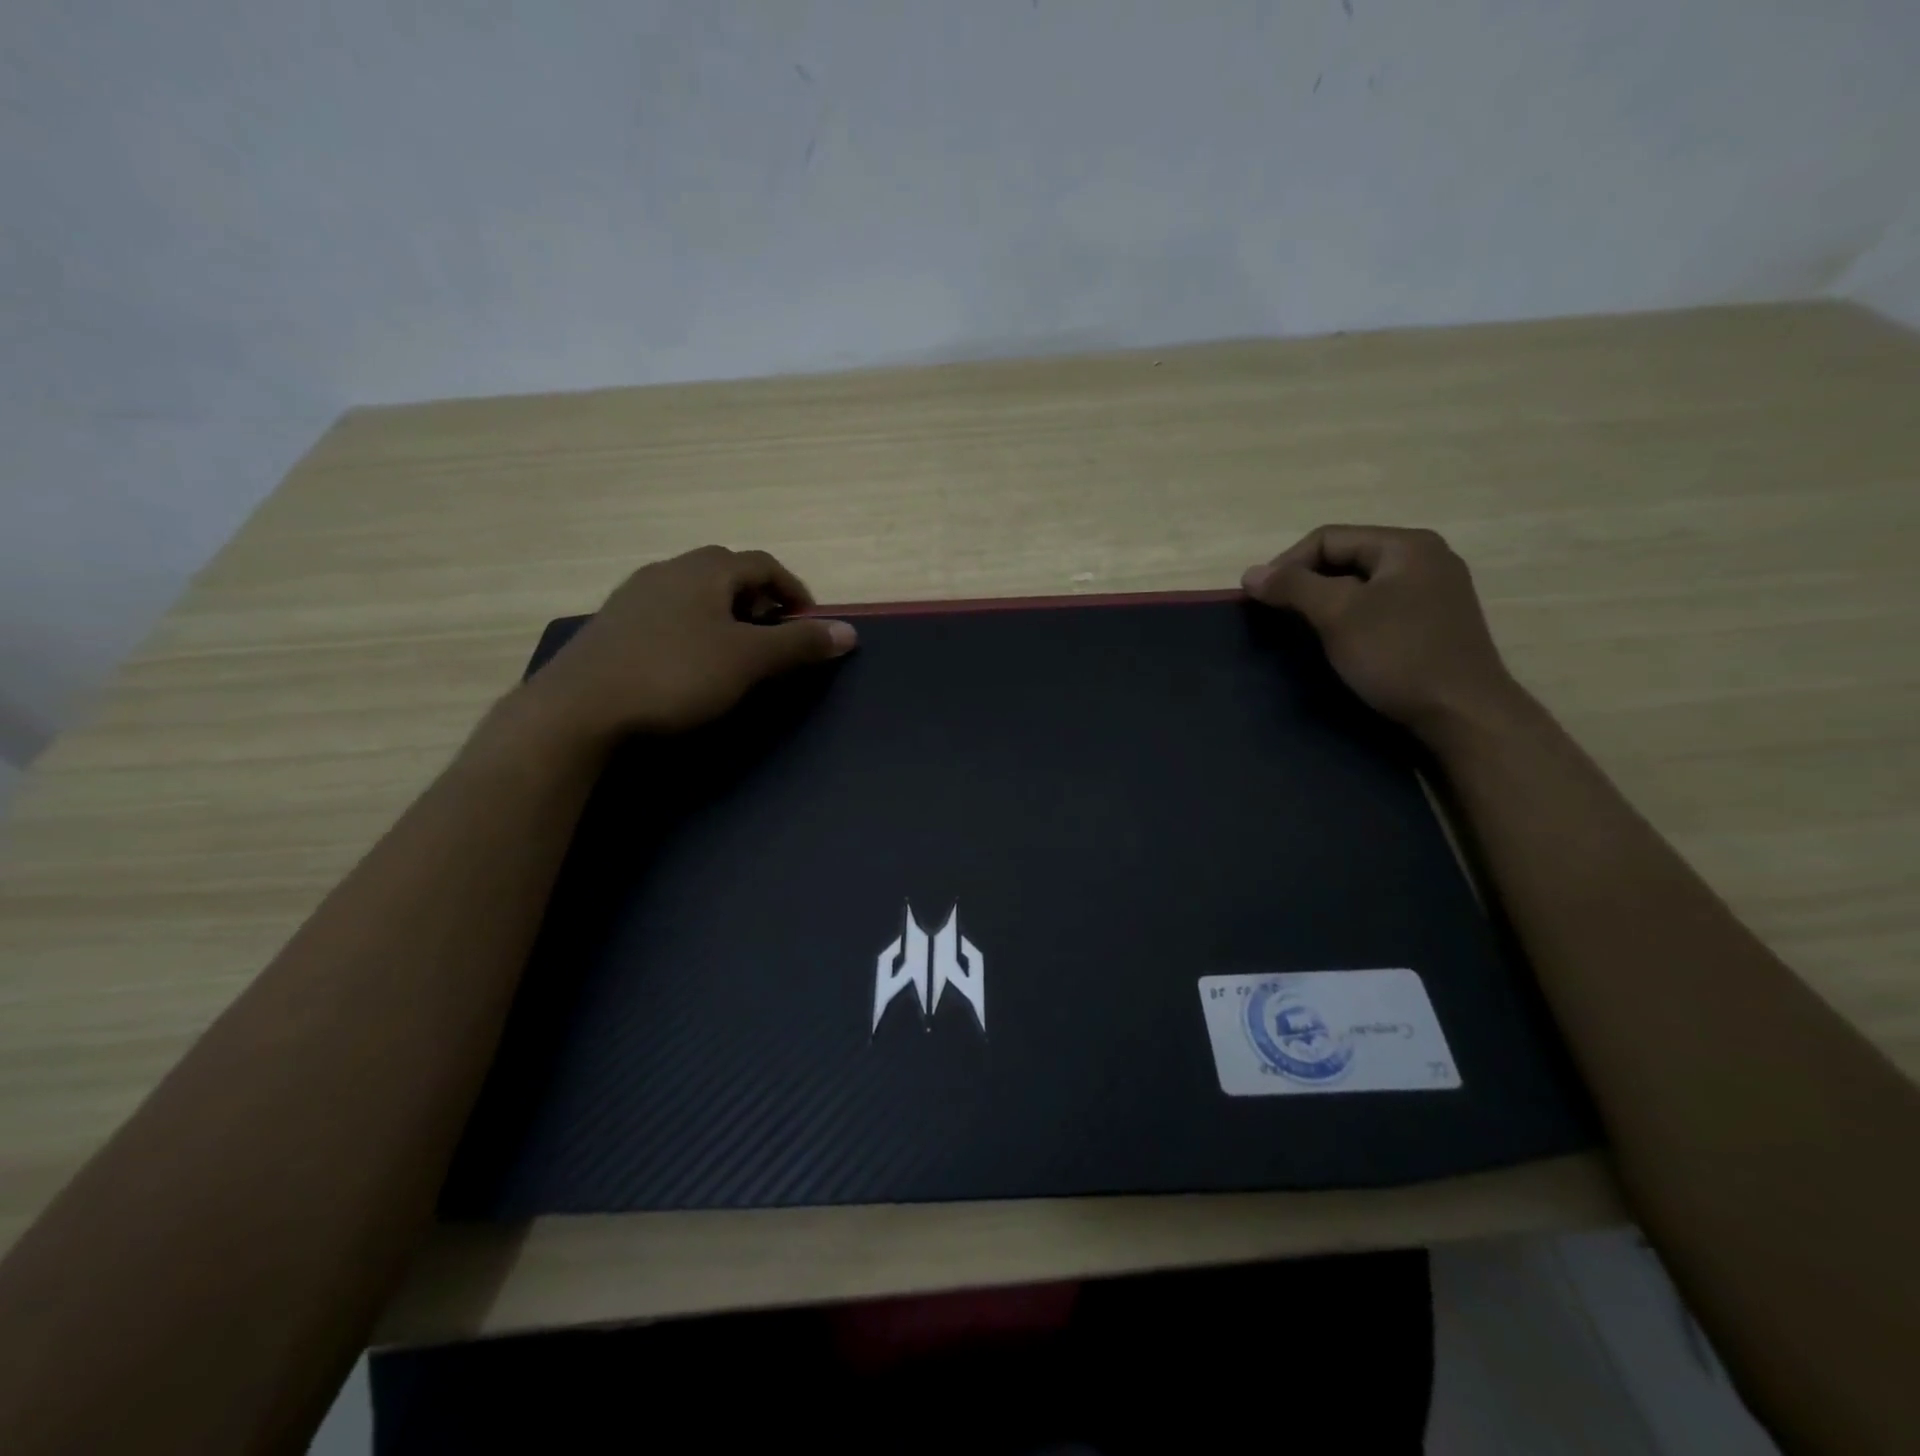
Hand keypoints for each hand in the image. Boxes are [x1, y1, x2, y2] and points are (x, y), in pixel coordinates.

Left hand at [519, 545, 856, 742]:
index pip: (763, 564)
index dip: (793, 589)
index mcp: (706, 570)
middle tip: (773, 633)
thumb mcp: (749, 661)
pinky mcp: (612, 625)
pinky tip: (687, 661)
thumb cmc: (675, 675)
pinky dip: (691, 627)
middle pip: (726, 572)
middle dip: (758, 598)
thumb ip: (799, 644)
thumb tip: (850, 632)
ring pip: (693, 592)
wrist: (579, 708)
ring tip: (734, 648)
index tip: (809, 621)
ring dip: (723, 612)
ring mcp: (634, 595)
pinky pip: (666, 613)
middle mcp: (669, 570)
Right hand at [1242, 526, 1524, 743]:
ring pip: (1361, 584)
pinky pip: (1379, 606)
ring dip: (1325, 602)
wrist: (1463, 713)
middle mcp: (1425, 559)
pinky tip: (1338, 642)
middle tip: (1278, 615)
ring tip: (1302, 630)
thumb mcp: (1338, 615)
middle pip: (1345, 558)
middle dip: (1306, 583)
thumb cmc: (1398, 655)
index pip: (1328, 538)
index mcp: (1406, 545)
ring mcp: (1433, 591)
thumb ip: (1293, 587)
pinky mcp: (1433, 623)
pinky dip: (1350, 617)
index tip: (1260, 600)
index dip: (1286, 564)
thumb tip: (1250, 574)